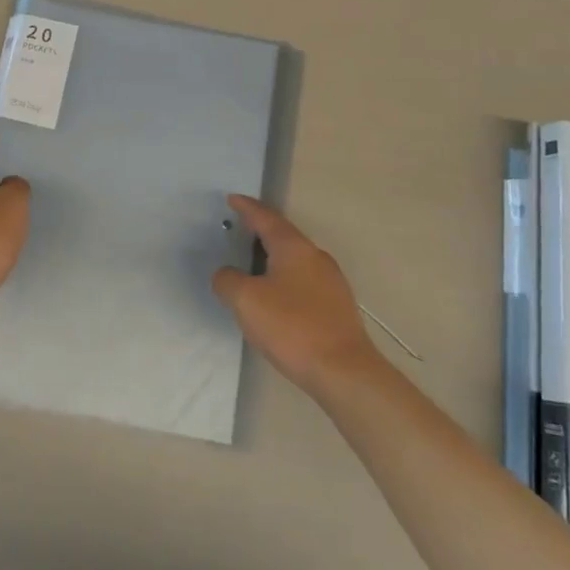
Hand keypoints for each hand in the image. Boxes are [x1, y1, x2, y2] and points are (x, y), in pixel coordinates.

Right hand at [211, 195, 378, 394]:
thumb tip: (226, 275)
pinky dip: (283, 278)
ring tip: (252, 264)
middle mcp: (315, 257)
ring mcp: (330, 281)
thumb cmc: (292, 327)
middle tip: (239, 230)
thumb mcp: (247, 301)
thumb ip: (228, 281)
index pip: (267, 218)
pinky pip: (303, 280)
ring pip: (295, 259)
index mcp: (294, 248)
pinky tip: (274, 296)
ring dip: (272, 257)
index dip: (247, 208)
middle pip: (283, 236)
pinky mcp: (336, 306)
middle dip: (260, 231)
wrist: (343, 371)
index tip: (232, 198)